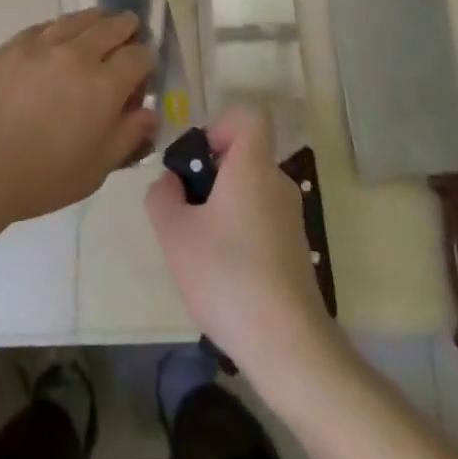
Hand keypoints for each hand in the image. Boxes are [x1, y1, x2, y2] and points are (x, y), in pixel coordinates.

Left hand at [0, 10, 157, 225]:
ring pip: (80, 18)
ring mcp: (42, 44)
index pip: (140, 56)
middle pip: (113, 26)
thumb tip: (152, 113)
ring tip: (97, 29)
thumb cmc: (39, 176)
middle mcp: (78, 53)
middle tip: (128, 38)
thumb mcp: (95, 169)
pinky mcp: (12, 44)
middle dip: (128, 30)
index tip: (143, 71)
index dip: (147, 61)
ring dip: (96, 21)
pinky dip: (61, 28)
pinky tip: (57, 39)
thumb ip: (129, 136)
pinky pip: (46, 25)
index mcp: (105, 84)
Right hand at [145, 107, 337, 382]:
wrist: (287, 342)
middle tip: (184, 212)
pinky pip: (260, 218)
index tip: (198, 163)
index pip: (249, 116)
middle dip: (209, 174)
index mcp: (254, 166)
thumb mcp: (175, 233)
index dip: (219, 126)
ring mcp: (291, 217)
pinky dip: (238, 231)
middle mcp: (279, 182)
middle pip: (244, 154)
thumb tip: (170, 182)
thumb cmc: (226, 275)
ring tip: (198, 248)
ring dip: (221, 206)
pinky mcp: (295, 248)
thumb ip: (162, 196)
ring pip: (250, 190)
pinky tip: (222, 272)